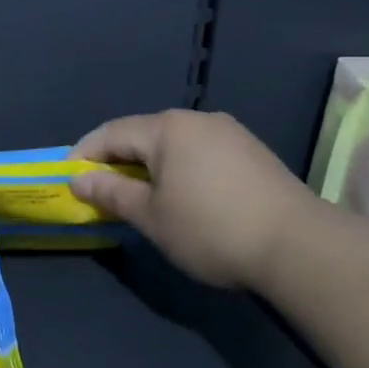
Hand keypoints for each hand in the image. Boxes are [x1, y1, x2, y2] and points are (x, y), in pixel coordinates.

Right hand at [70, 110, 319, 290]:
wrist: (300, 247)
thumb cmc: (211, 228)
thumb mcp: (151, 216)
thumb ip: (111, 192)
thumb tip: (78, 178)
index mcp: (167, 128)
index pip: (111, 133)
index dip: (85, 154)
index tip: (68, 178)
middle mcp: (197, 120)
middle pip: (142, 134)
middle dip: (116, 160)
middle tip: (99, 190)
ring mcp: (229, 133)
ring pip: (173, 144)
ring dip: (148, 166)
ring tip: (138, 196)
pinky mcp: (252, 152)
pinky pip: (199, 153)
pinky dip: (179, 169)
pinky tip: (181, 196)